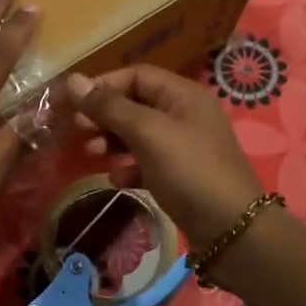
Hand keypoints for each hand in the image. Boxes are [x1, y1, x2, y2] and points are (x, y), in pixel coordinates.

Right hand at [67, 65, 263, 250]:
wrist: (232, 230)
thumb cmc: (189, 170)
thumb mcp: (147, 133)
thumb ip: (110, 107)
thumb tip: (73, 80)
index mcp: (183, 95)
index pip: (137, 75)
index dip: (104, 85)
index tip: (73, 102)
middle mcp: (185, 115)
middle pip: (136, 103)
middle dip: (105, 114)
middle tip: (77, 129)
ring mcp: (184, 146)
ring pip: (139, 134)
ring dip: (112, 140)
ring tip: (90, 152)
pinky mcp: (181, 176)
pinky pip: (147, 162)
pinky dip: (129, 167)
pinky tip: (115, 179)